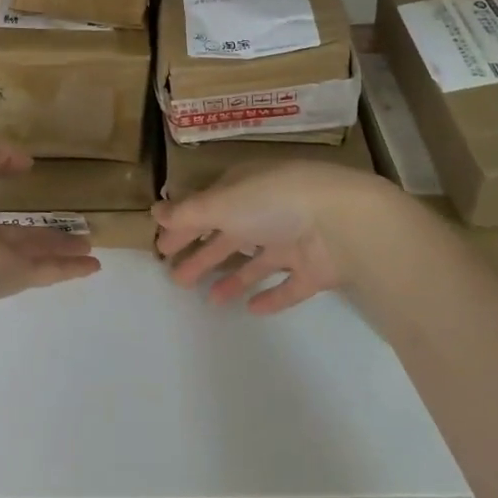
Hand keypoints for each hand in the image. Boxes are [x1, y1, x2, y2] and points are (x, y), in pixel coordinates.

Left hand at [0, 134, 101, 303]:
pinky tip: (94, 266)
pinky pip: (44, 270)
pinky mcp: (11, 279)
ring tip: (90, 242)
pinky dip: (69, 269)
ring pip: (33, 250)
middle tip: (68, 217)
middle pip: (14, 228)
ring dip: (62, 246)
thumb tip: (23, 162)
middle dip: (39, 224)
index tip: (25, 170)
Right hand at [151, 160, 398, 314]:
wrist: (344, 223)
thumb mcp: (223, 203)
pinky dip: (271, 295)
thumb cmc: (274, 202)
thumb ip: (188, 212)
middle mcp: (268, 211)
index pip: (207, 207)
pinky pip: (288, 285)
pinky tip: (252, 309)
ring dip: (232, 278)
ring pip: (256, 261)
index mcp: (245, 188)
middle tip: (175, 279)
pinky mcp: (314, 269)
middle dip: (202, 254)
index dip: (184, 226)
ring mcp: (293, 240)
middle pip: (228, 235)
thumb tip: (153, 212)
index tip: (162, 249)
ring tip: (209, 300)